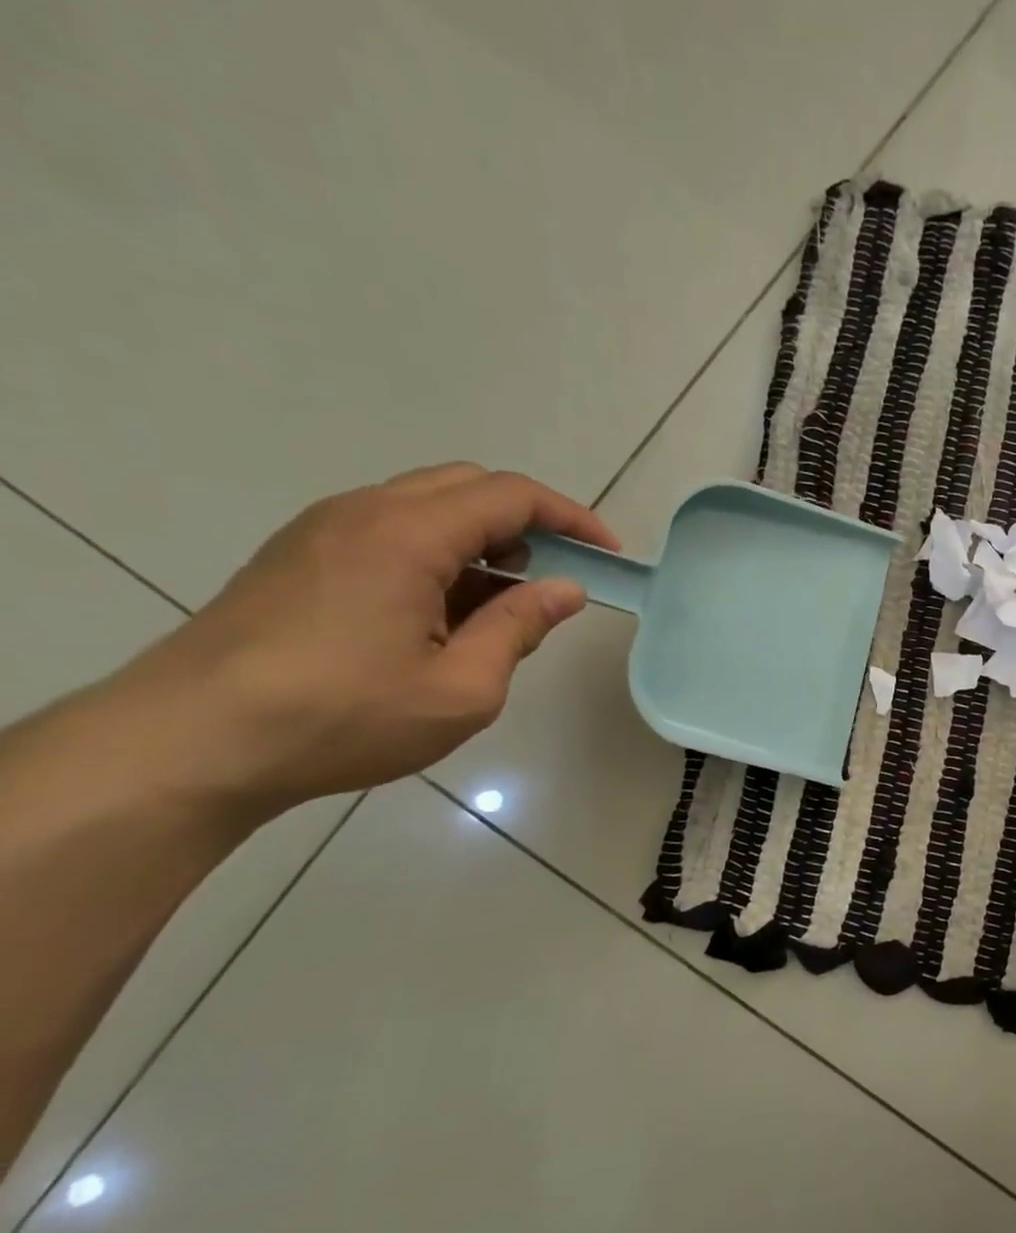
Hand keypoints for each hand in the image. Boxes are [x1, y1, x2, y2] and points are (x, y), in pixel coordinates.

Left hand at [114, 464, 617, 817]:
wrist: (189, 745)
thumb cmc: (342, 717)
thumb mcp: (461, 688)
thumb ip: (520, 627)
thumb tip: (565, 589)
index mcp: (407, 535)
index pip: (510, 495)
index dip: (571, 518)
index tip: (609, 555)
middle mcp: (363, 513)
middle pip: (468, 486)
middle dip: (529, 521)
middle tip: (560, 575)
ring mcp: (323, 532)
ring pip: (427, 506)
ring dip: (483, 539)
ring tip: (507, 601)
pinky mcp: (299, 558)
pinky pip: (390, 530)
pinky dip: (440, 553)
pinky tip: (446, 611)